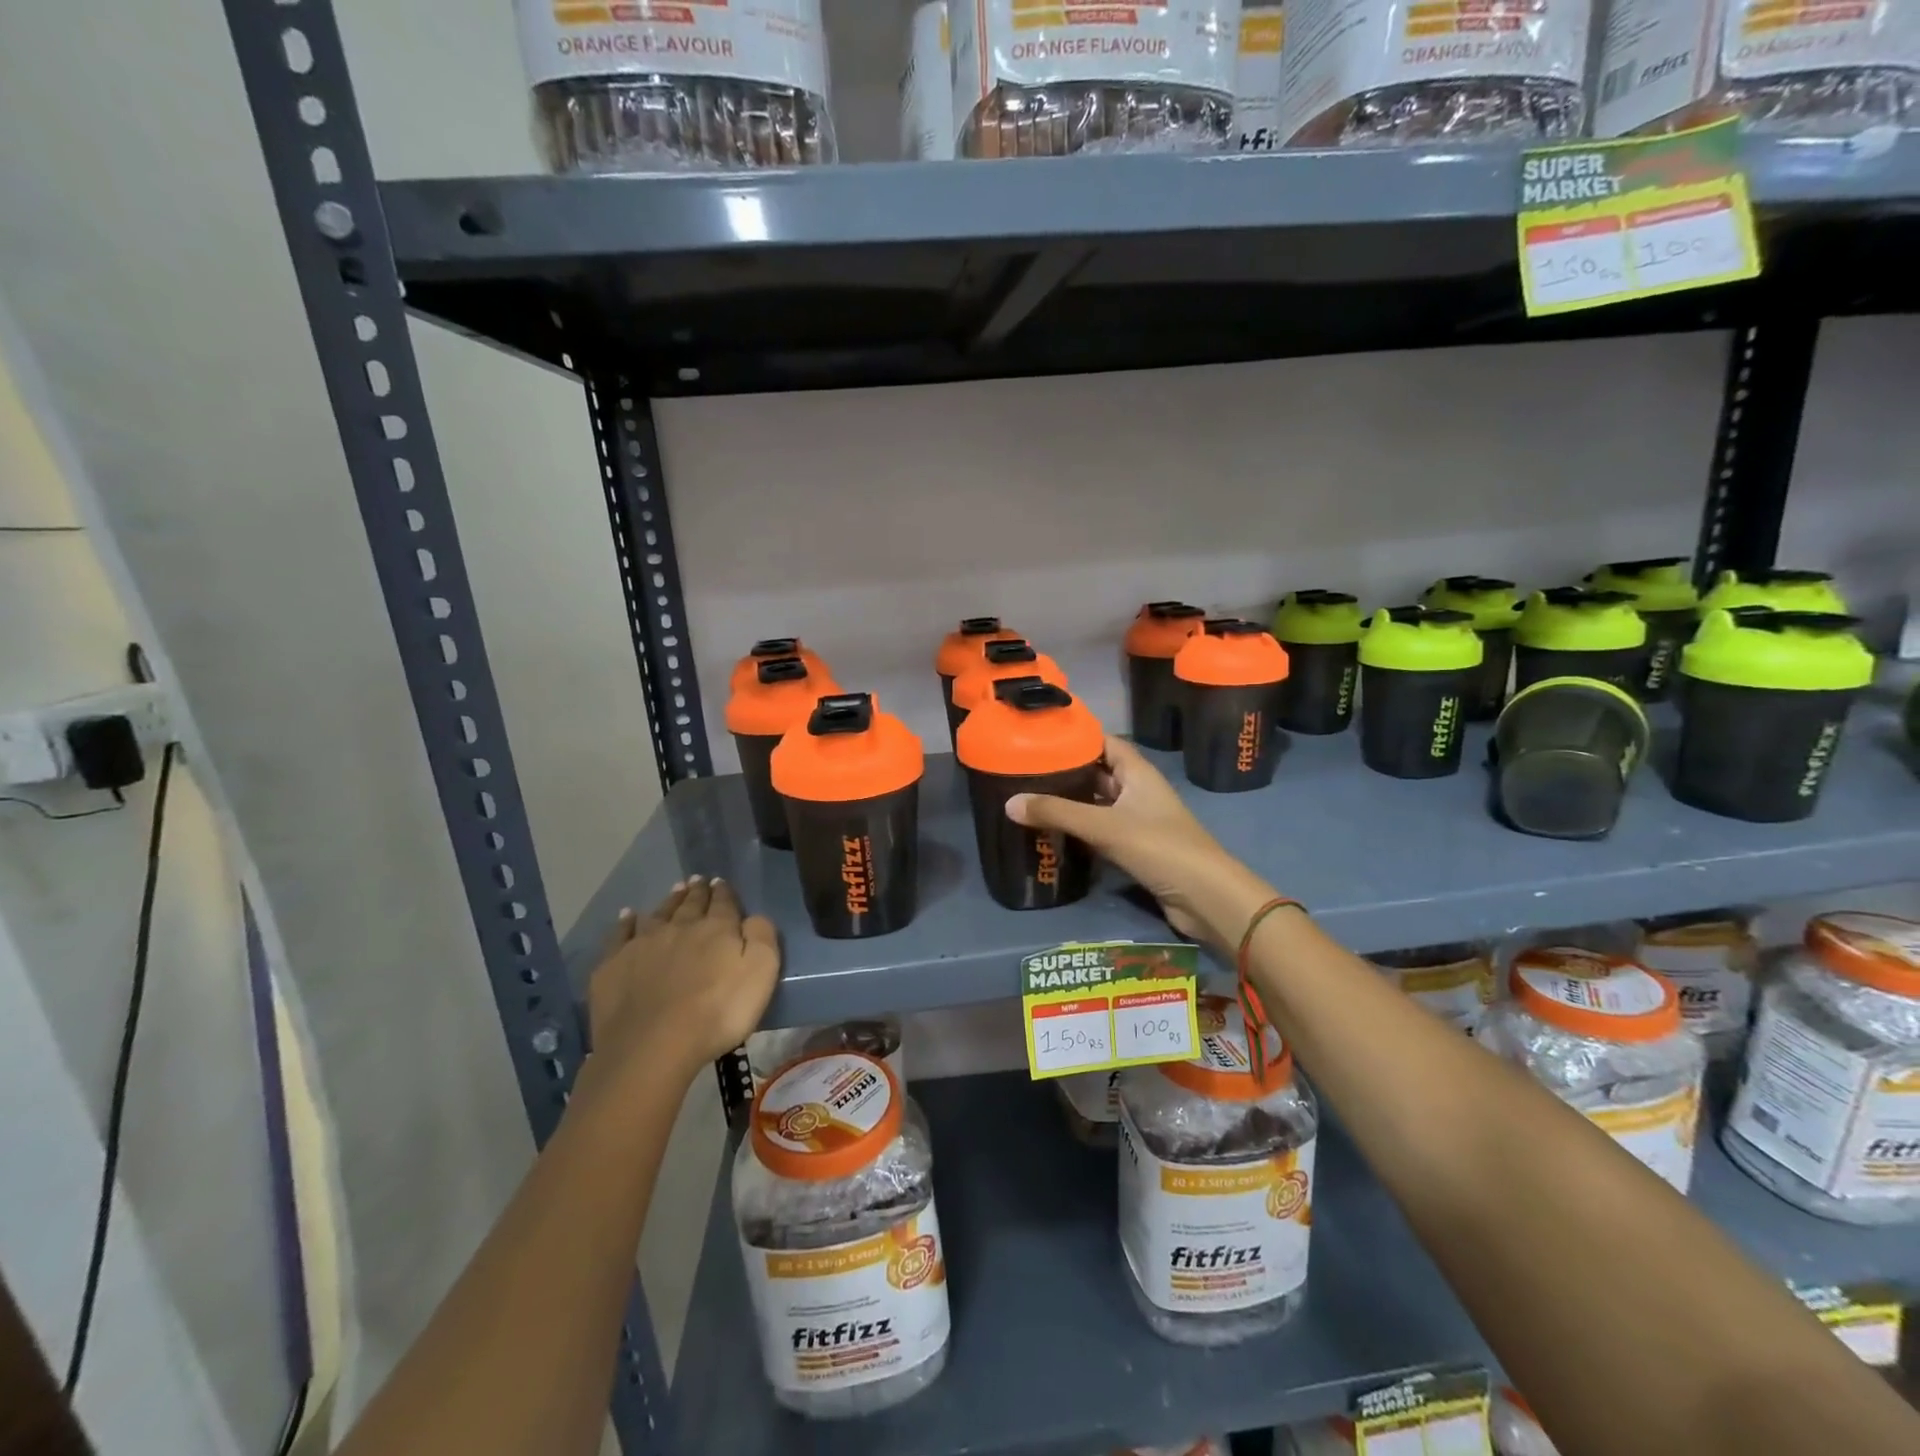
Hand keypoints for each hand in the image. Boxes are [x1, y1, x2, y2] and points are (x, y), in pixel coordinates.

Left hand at [586, 877, 779, 1086]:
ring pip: (659, 914)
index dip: (724, 892)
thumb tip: (753, 916)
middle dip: (697, 891)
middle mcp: (679, 927)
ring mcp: (642, 944)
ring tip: (675, 890)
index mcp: (717, 929)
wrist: (653, 1045)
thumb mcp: (761, 973)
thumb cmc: (718, 1012)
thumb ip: (762, 937)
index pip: (723, 903)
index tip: (720, 882)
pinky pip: (620, 934)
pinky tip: (628, 916)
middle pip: (690, 904)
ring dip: (669, 901)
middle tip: (698, 880)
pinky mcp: (613, 965)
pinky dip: (626, 922)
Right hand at [1007, 737, 1275, 948]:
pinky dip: (1080, 829)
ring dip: (1072, 802)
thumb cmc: (1160, 848)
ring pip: (1099, 803)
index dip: (1077, 737)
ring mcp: (1138, 821)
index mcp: (1138, 773)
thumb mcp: (1104, 826)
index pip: (1105, 742)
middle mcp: (1138, 791)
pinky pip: (1102, 830)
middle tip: (1025, 769)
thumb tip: (1009, 803)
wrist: (1205, 897)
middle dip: (1067, 771)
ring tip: (1031, 797)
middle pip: (1099, 772)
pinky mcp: (1136, 848)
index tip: (1041, 736)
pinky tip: (1053, 832)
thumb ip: (1057, 813)